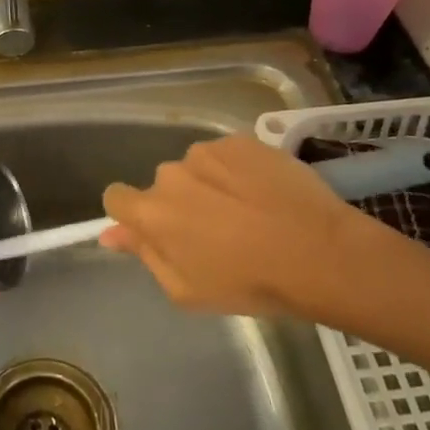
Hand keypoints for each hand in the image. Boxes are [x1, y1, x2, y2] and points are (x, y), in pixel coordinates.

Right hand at [102, 134, 381, 316]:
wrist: (318, 252)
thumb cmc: (249, 283)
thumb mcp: (187, 289)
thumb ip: (145, 255)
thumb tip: (111, 234)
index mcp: (152, 213)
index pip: (116, 198)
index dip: (134, 215)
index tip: (161, 231)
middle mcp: (171, 174)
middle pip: (163, 185)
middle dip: (180, 204)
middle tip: (216, 231)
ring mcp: (207, 152)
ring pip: (195, 168)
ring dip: (209, 184)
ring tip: (247, 210)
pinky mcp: (241, 140)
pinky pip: (225, 154)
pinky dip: (236, 170)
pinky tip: (263, 192)